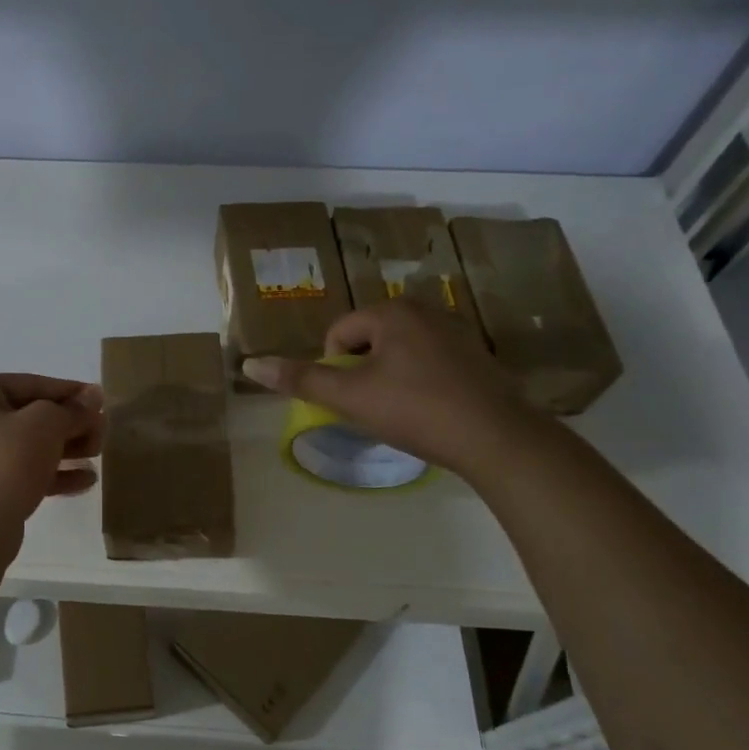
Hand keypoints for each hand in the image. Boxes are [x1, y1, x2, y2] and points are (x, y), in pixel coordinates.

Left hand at [0, 374, 104, 528]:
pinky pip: (17, 472)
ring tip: (96, 455)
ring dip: (63, 449)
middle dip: (68, 424)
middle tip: (101, 433)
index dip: (69, 391)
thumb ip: (72, 409)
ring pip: (24, 446)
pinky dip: (47, 473)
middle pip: (27, 415)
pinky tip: (84, 481)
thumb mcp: (45, 425)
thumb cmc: (5, 462)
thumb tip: (93, 395)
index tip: (100, 401)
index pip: (29, 384)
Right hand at [241, 300, 542, 477]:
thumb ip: (300, 379)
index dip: (334, 369)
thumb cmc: (416, 410)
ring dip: (389, 377)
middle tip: (374, 406)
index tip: (353, 399)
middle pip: (368, 339)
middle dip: (362, 371)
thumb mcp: (350, 397)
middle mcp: (425, 310)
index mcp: (392, 312)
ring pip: (398, 352)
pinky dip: (419, 381)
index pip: (339, 334)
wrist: (498, 439)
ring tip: (402, 410)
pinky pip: (428, 361)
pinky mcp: (477, 355)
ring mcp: (456, 330)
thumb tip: (250, 364)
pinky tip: (430, 409)